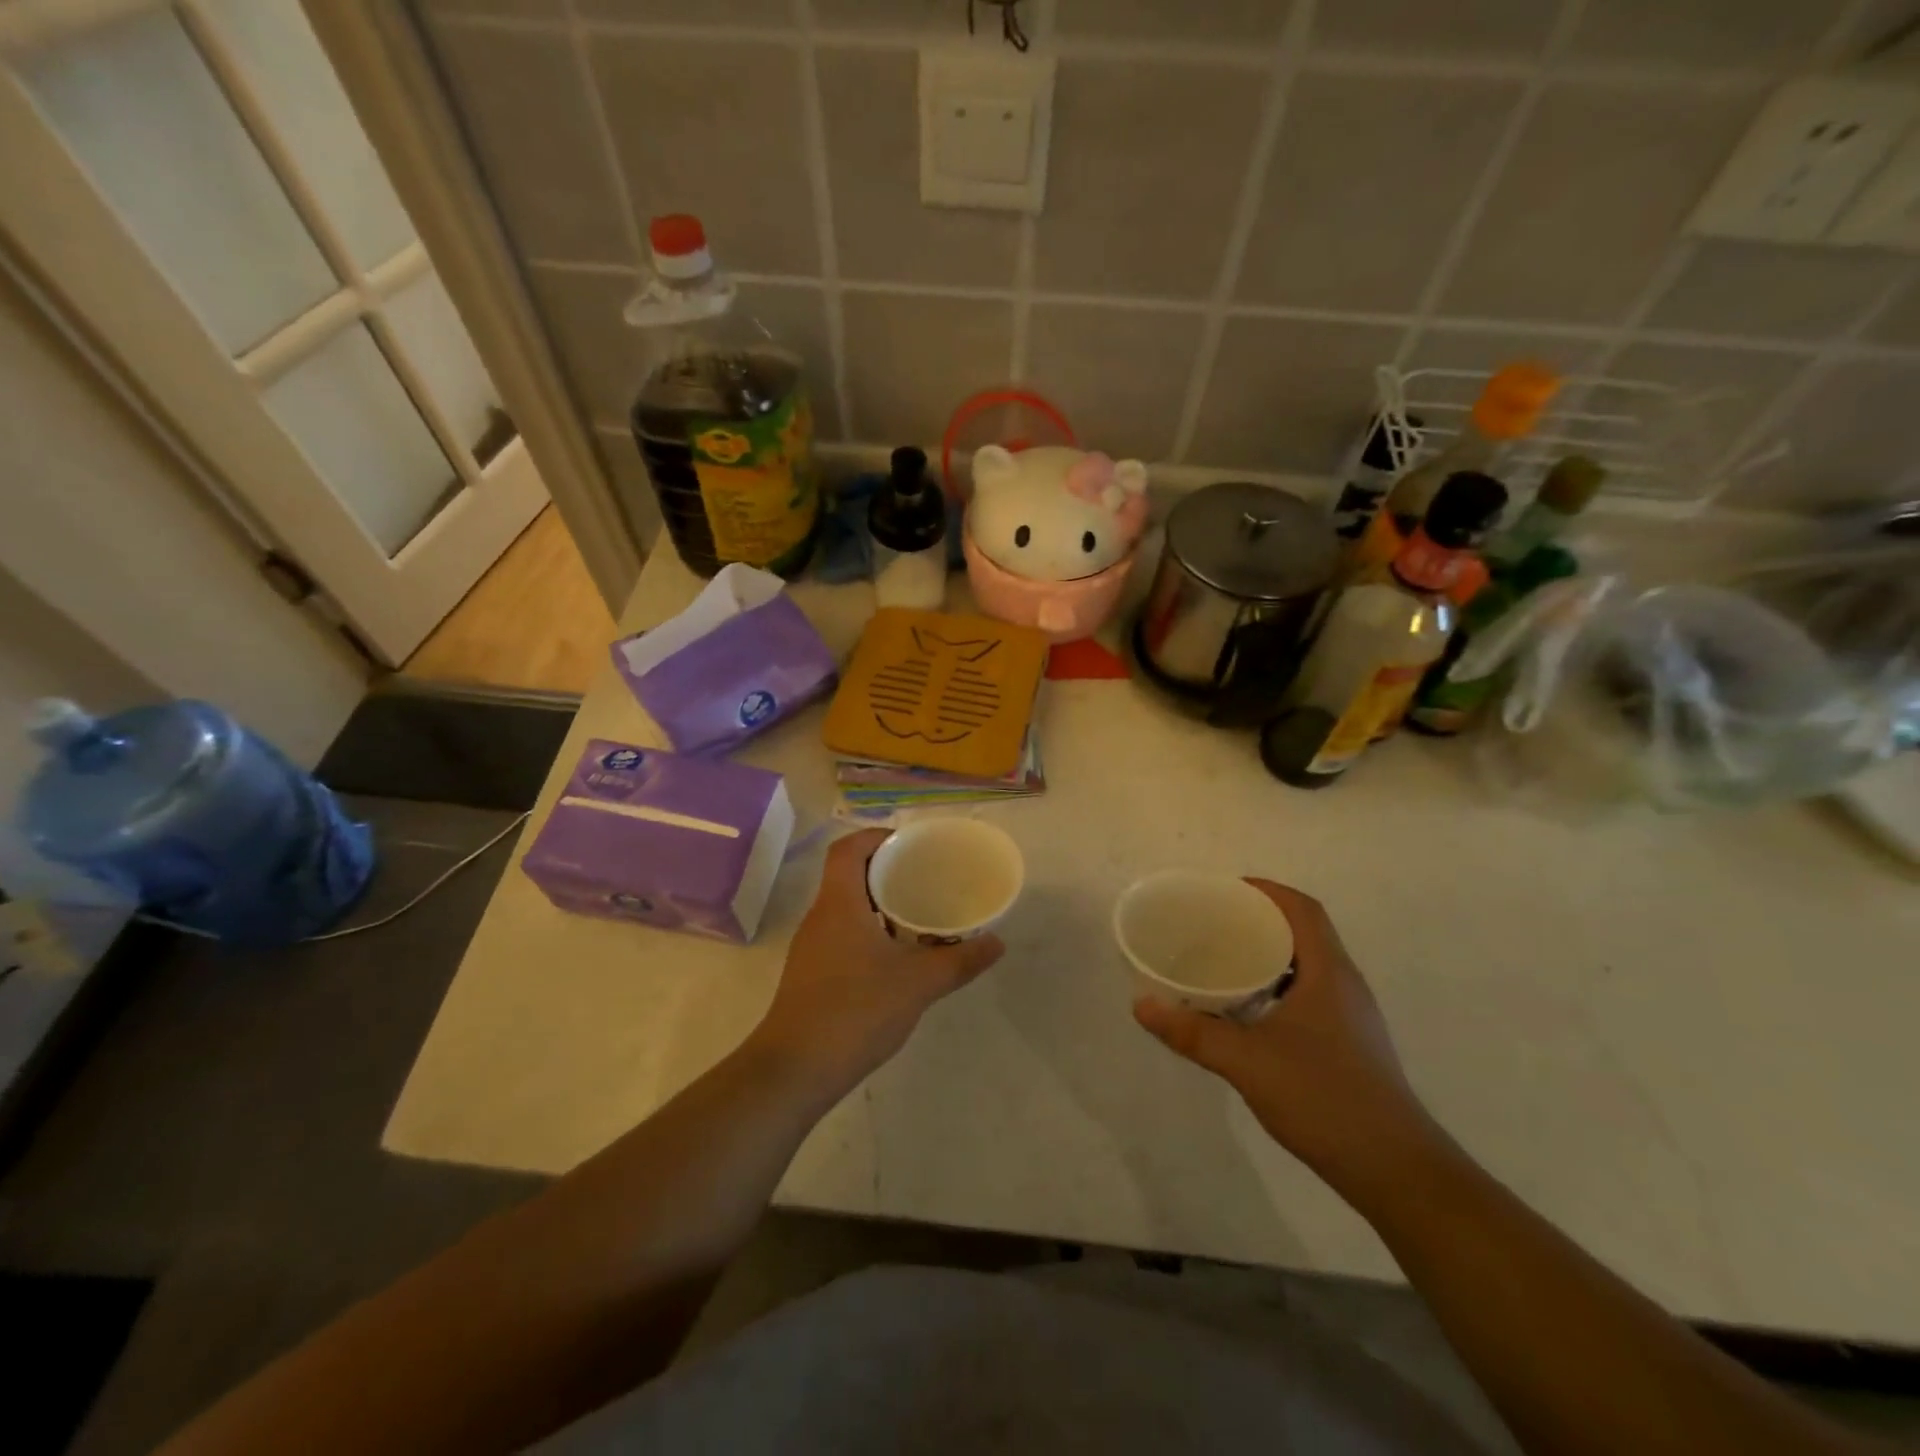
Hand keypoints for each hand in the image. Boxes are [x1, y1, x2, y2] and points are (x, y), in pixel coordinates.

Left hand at [749, 829, 1003, 1093]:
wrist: (795, 1071)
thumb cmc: (855, 1011)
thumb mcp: (918, 983)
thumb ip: (960, 961)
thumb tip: (996, 943)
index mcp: (839, 903)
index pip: (848, 848)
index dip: (876, 836)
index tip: (909, 844)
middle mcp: (820, 917)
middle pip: (848, 874)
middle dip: (885, 869)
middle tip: (924, 876)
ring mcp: (812, 947)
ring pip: (846, 907)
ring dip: (878, 903)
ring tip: (918, 912)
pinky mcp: (812, 974)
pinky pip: (843, 934)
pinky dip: (870, 931)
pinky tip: (897, 956)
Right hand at [1132, 879, 1445, 1204]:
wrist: (1396, 1171)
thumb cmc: (1325, 1098)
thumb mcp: (1248, 1062)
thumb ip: (1193, 1033)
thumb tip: (1141, 1005)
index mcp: (1328, 972)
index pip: (1302, 909)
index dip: (1266, 890)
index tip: (1224, 891)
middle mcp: (1344, 985)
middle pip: (1303, 932)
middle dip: (1259, 920)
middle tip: (1212, 925)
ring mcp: (1350, 1017)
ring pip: (1306, 966)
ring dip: (1268, 956)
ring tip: (1222, 962)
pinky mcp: (1349, 1044)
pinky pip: (1308, 995)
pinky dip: (1275, 988)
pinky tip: (1247, 1013)